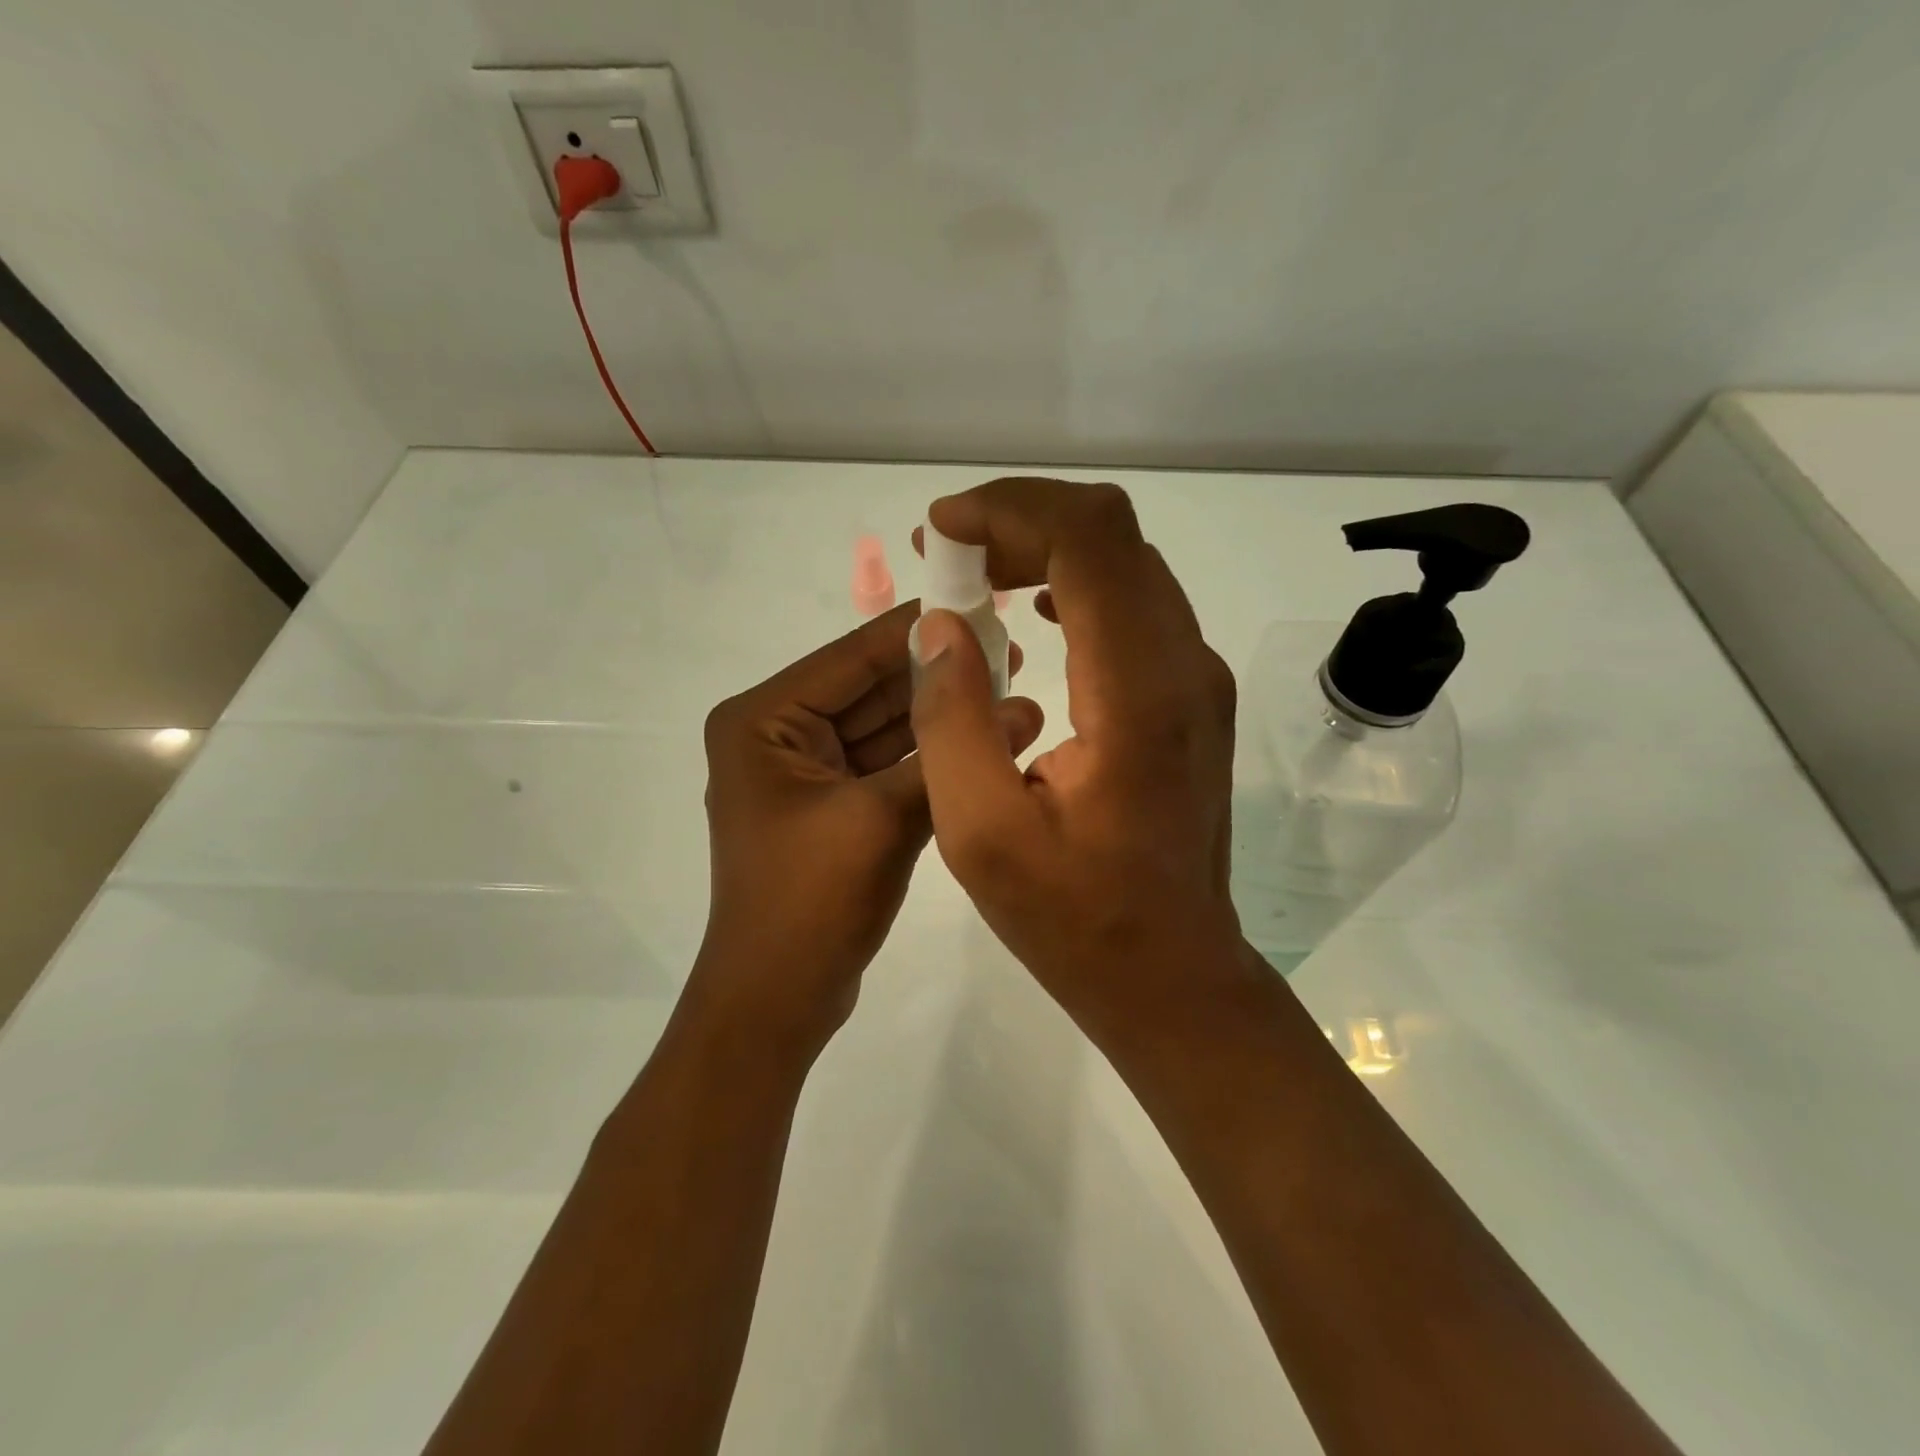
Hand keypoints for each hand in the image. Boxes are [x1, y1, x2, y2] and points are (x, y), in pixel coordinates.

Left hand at [692, 601, 1043, 1052]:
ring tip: (1014, 692)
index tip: (981, 604)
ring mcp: (806, 774)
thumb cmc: (810, 901)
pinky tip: (988, 740)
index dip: (918, 631)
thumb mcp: (881, 818)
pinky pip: (887, 767)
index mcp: (763, 721)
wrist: (778, 1001)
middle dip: (938, 676)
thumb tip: (1022, 706)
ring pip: (885, 729)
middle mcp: (778, 736)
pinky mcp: (834, 808)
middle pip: (870, 690)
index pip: (851, 657)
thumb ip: (946, 756)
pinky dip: (931, 759)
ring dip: (941, 718)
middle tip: (1011, 651)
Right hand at [910, 479, 1243, 1036]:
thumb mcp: (982, 834)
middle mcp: (1184, 666)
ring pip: (1125, 564)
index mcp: (1138, 693)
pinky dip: (1073, 586)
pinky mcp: (1191, 697)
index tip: (939, 531)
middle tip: (944, 553)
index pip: (1091, 538)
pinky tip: (1027, 613)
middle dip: (1019, 521)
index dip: (1010, 510)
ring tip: (972, 576)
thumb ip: (951, 721)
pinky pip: (1134, 605)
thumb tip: (940, 625)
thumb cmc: (1075, 918)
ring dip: (1044, 549)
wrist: (1172, 973)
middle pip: (1111, 536)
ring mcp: (1197, 679)